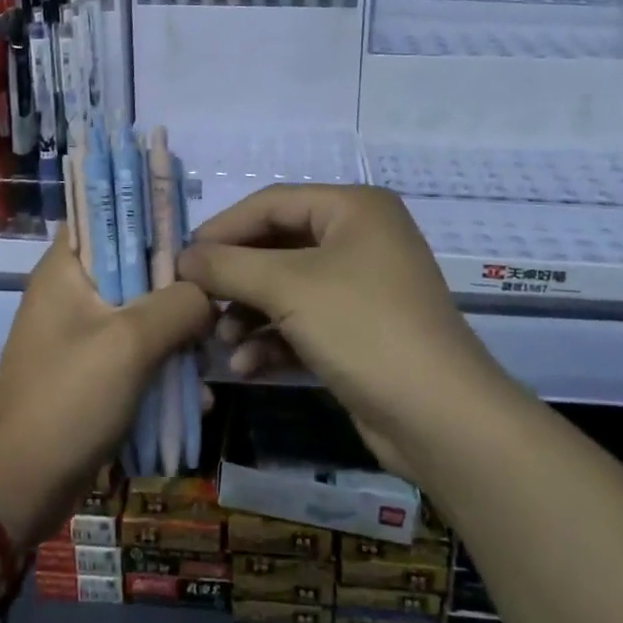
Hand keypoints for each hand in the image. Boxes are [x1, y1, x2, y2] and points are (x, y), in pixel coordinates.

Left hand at [0, 235, 214, 548]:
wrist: (16, 488)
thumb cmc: (67, 399)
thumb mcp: (131, 342)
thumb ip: (178, 304)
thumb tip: (209, 293)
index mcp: (67, 267)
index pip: (108, 214)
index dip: (151, 216)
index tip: (195, 234)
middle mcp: (72, 292)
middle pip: (135, 267)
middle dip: (177, 286)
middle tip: (216, 302)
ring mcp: (81, 335)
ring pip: (141, 314)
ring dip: (176, 332)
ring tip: (210, 356)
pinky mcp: (91, 373)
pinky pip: (136, 355)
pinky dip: (163, 368)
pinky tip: (195, 396)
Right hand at [176, 185, 497, 448]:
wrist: (440, 418)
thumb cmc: (362, 327)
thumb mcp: (287, 288)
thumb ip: (228, 266)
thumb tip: (182, 258)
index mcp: (352, 208)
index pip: (271, 203)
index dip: (223, 228)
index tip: (182, 258)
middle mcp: (360, 238)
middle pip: (278, 246)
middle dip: (236, 278)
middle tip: (196, 301)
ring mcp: (363, 286)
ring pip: (288, 287)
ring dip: (250, 313)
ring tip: (220, 341)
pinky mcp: (360, 330)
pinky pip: (305, 321)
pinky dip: (274, 339)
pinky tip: (246, 366)